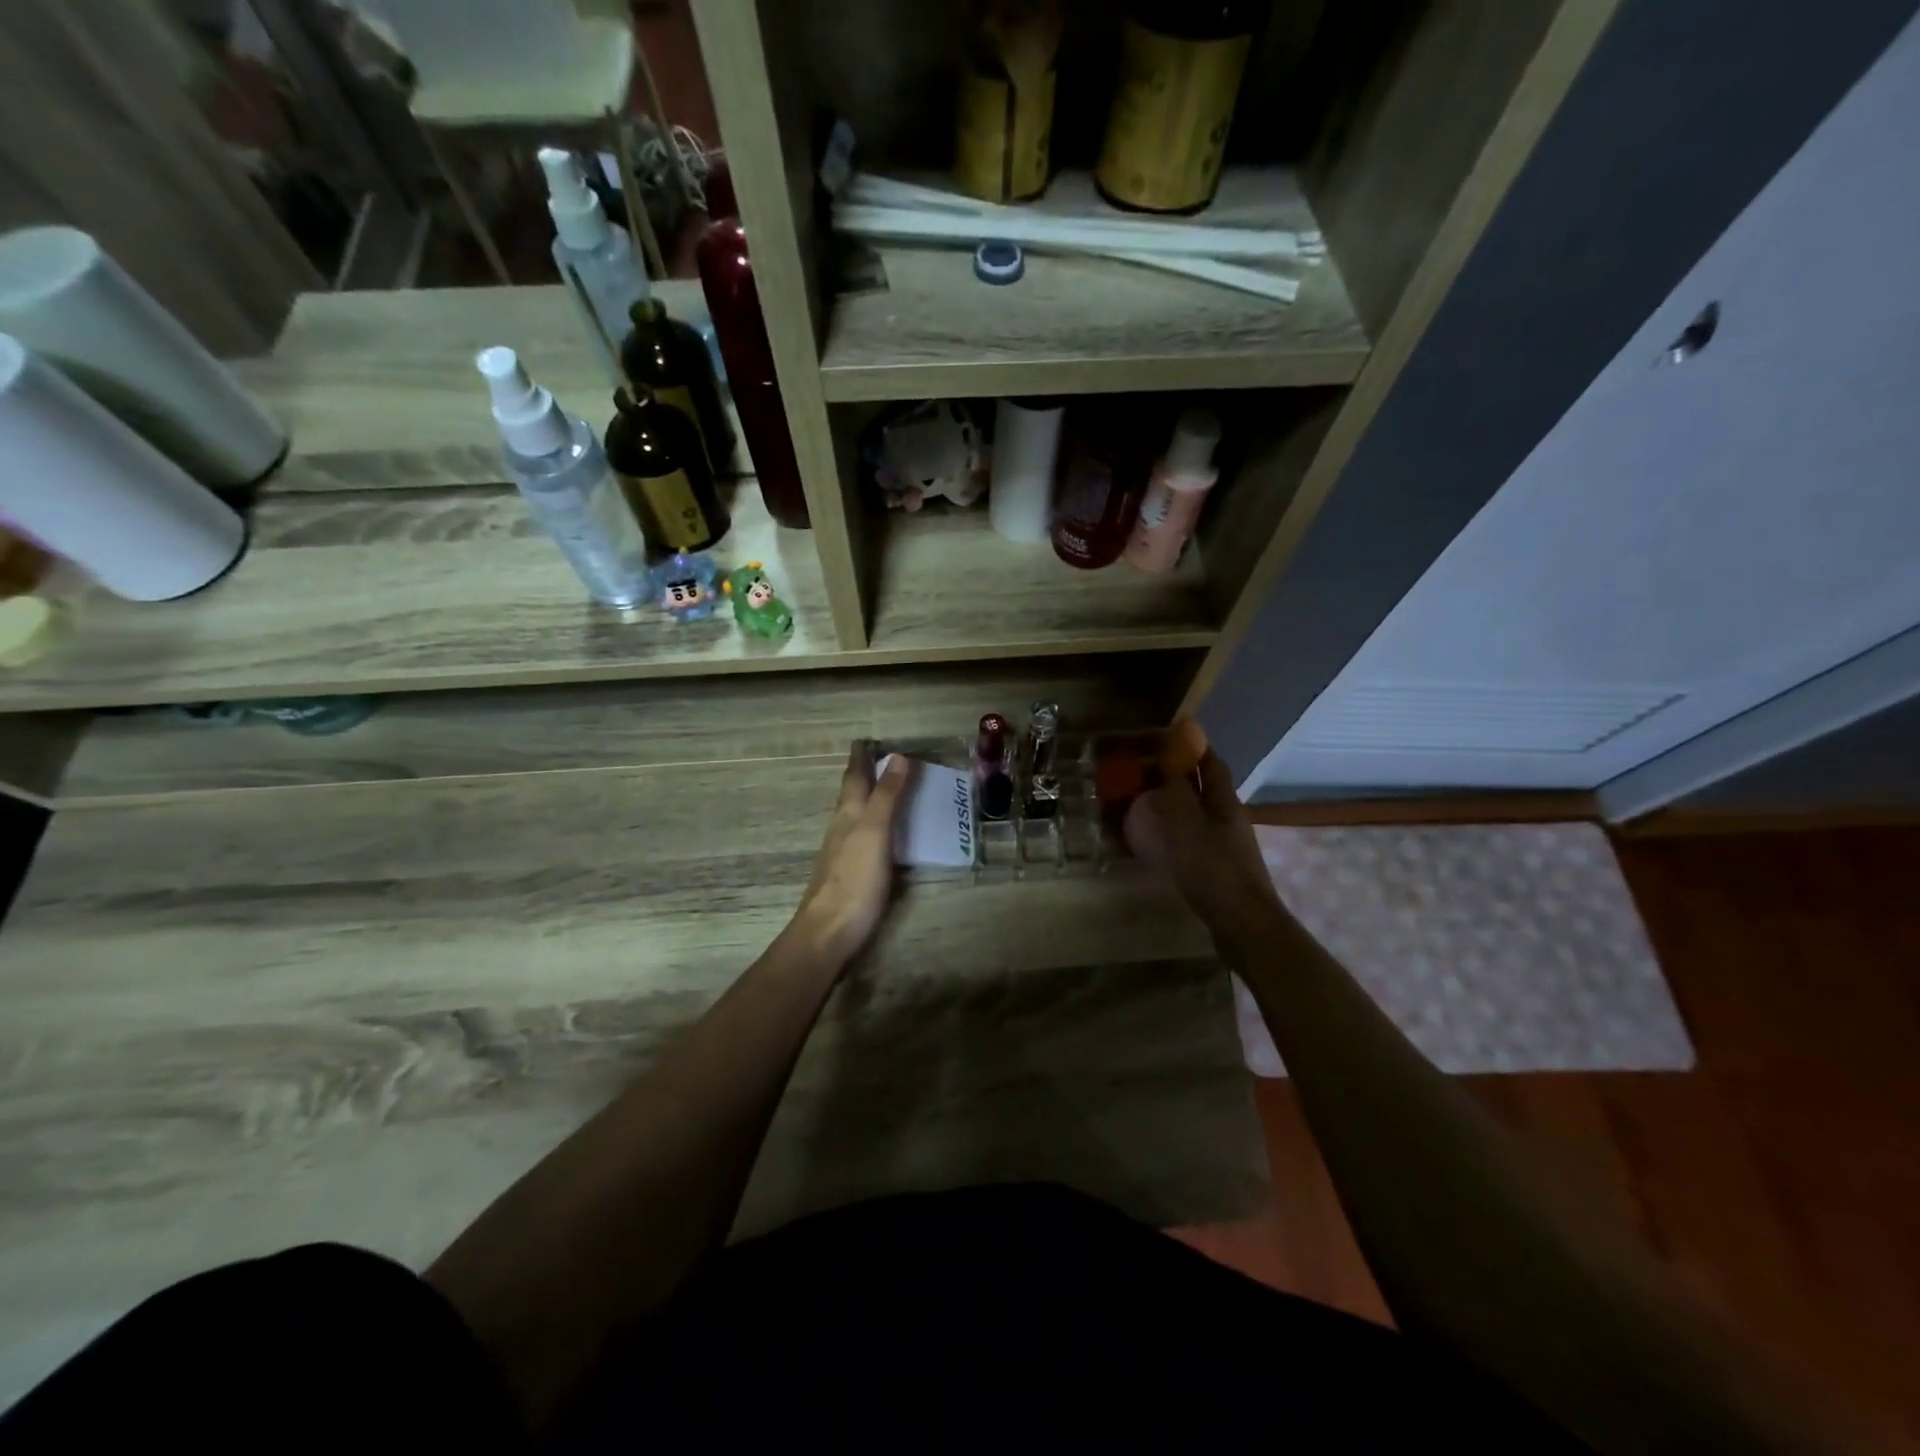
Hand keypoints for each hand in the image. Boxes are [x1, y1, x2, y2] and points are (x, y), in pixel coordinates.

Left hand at [788, 743, 910, 966]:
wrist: (829, 931)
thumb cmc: (854, 879)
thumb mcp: (875, 832)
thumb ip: (886, 796)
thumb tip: (897, 756)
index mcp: (848, 814)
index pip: (854, 777)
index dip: (861, 757)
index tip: (866, 739)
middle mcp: (842, 827)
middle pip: (851, 793)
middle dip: (863, 774)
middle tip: (880, 757)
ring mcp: (843, 851)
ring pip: (855, 814)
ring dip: (868, 797)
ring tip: (885, 787)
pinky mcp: (850, 872)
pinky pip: (862, 835)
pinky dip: (873, 822)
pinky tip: (881, 832)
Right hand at [1124, 749, 1282, 935]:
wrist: (1243, 925)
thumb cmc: (1214, 870)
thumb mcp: (1187, 825)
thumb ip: (1175, 792)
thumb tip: (1166, 762)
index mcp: (1224, 803)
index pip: (1211, 763)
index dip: (1193, 747)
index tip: (1167, 736)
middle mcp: (1227, 819)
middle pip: (1204, 788)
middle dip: (1179, 775)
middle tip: (1144, 769)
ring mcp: (1225, 845)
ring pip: (1197, 813)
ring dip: (1174, 804)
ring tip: (1143, 802)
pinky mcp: (1217, 868)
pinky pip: (1191, 838)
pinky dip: (1172, 830)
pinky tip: (1154, 840)